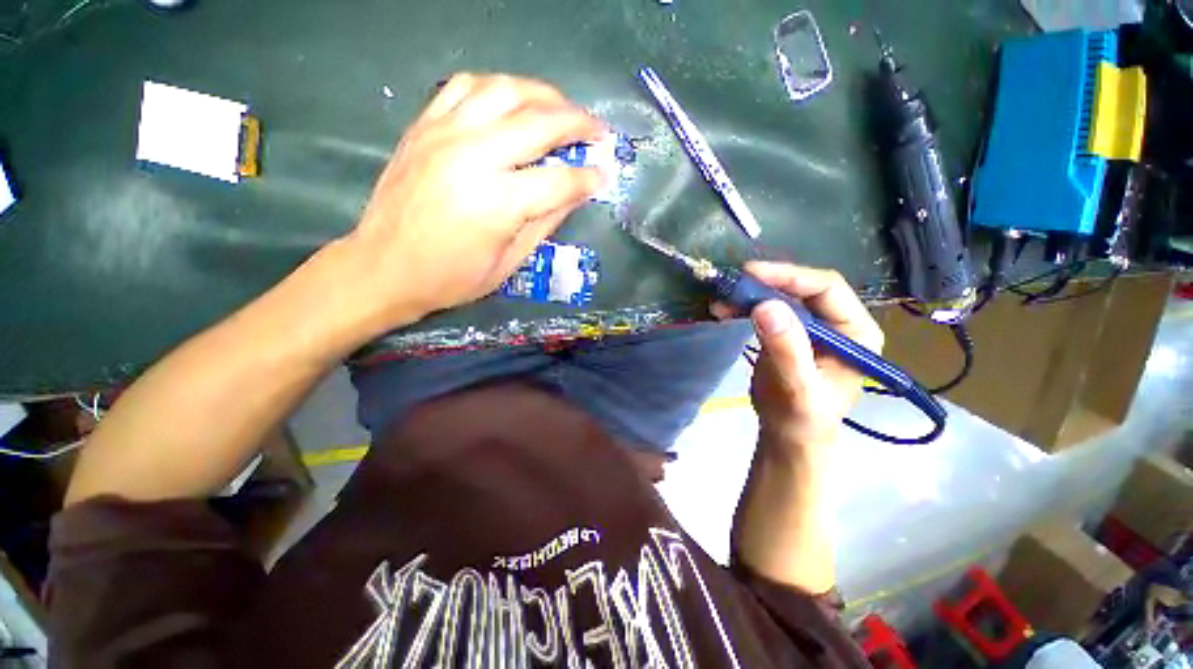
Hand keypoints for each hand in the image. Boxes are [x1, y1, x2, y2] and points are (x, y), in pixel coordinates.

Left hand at [332, 73, 607, 330]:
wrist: (384, 267)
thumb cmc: (452, 278)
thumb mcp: (510, 263)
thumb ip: (546, 222)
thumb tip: (576, 193)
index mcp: (497, 203)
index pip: (559, 180)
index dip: (588, 178)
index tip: (604, 175)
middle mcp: (473, 157)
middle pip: (539, 123)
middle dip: (579, 123)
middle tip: (598, 130)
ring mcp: (444, 134)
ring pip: (505, 90)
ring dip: (543, 94)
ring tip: (562, 108)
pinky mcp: (424, 126)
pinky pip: (465, 86)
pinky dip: (498, 87)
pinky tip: (513, 101)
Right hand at [721, 262, 884, 450]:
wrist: (788, 434)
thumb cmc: (800, 418)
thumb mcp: (797, 387)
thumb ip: (787, 349)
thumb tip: (765, 306)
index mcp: (856, 331)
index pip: (826, 288)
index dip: (789, 276)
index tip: (751, 274)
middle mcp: (837, 322)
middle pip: (801, 288)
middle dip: (765, 284)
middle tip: (732, 285)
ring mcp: (811, 325)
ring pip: (781, 296)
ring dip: (750, 295)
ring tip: (722, 300)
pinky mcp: (789, 331)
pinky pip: (767, 309)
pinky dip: (744, 307)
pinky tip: (724, 310)